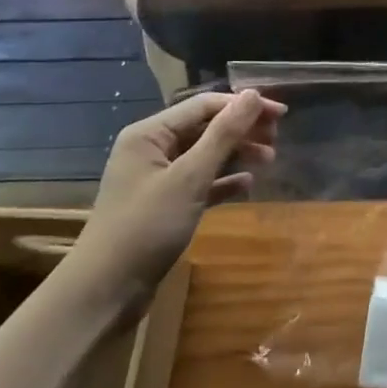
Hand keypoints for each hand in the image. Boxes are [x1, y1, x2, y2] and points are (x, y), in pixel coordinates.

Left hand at [68, 90, 284, 302]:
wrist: (105, 293)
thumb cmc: (146, 226)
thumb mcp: (190, 177)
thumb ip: (223, 134)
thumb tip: (253, 94)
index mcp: (150, 133)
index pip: (204, 105)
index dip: (243, 106)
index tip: (281, 114)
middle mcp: (152, 149)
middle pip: (205, 127)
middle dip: (242, 129)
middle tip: (277, 138)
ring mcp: (157, 178)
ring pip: (204, 154)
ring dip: (237, 153)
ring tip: (269, 159)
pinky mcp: (164, 205)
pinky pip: (200, 182)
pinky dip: (223, 180)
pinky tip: (247, 184)